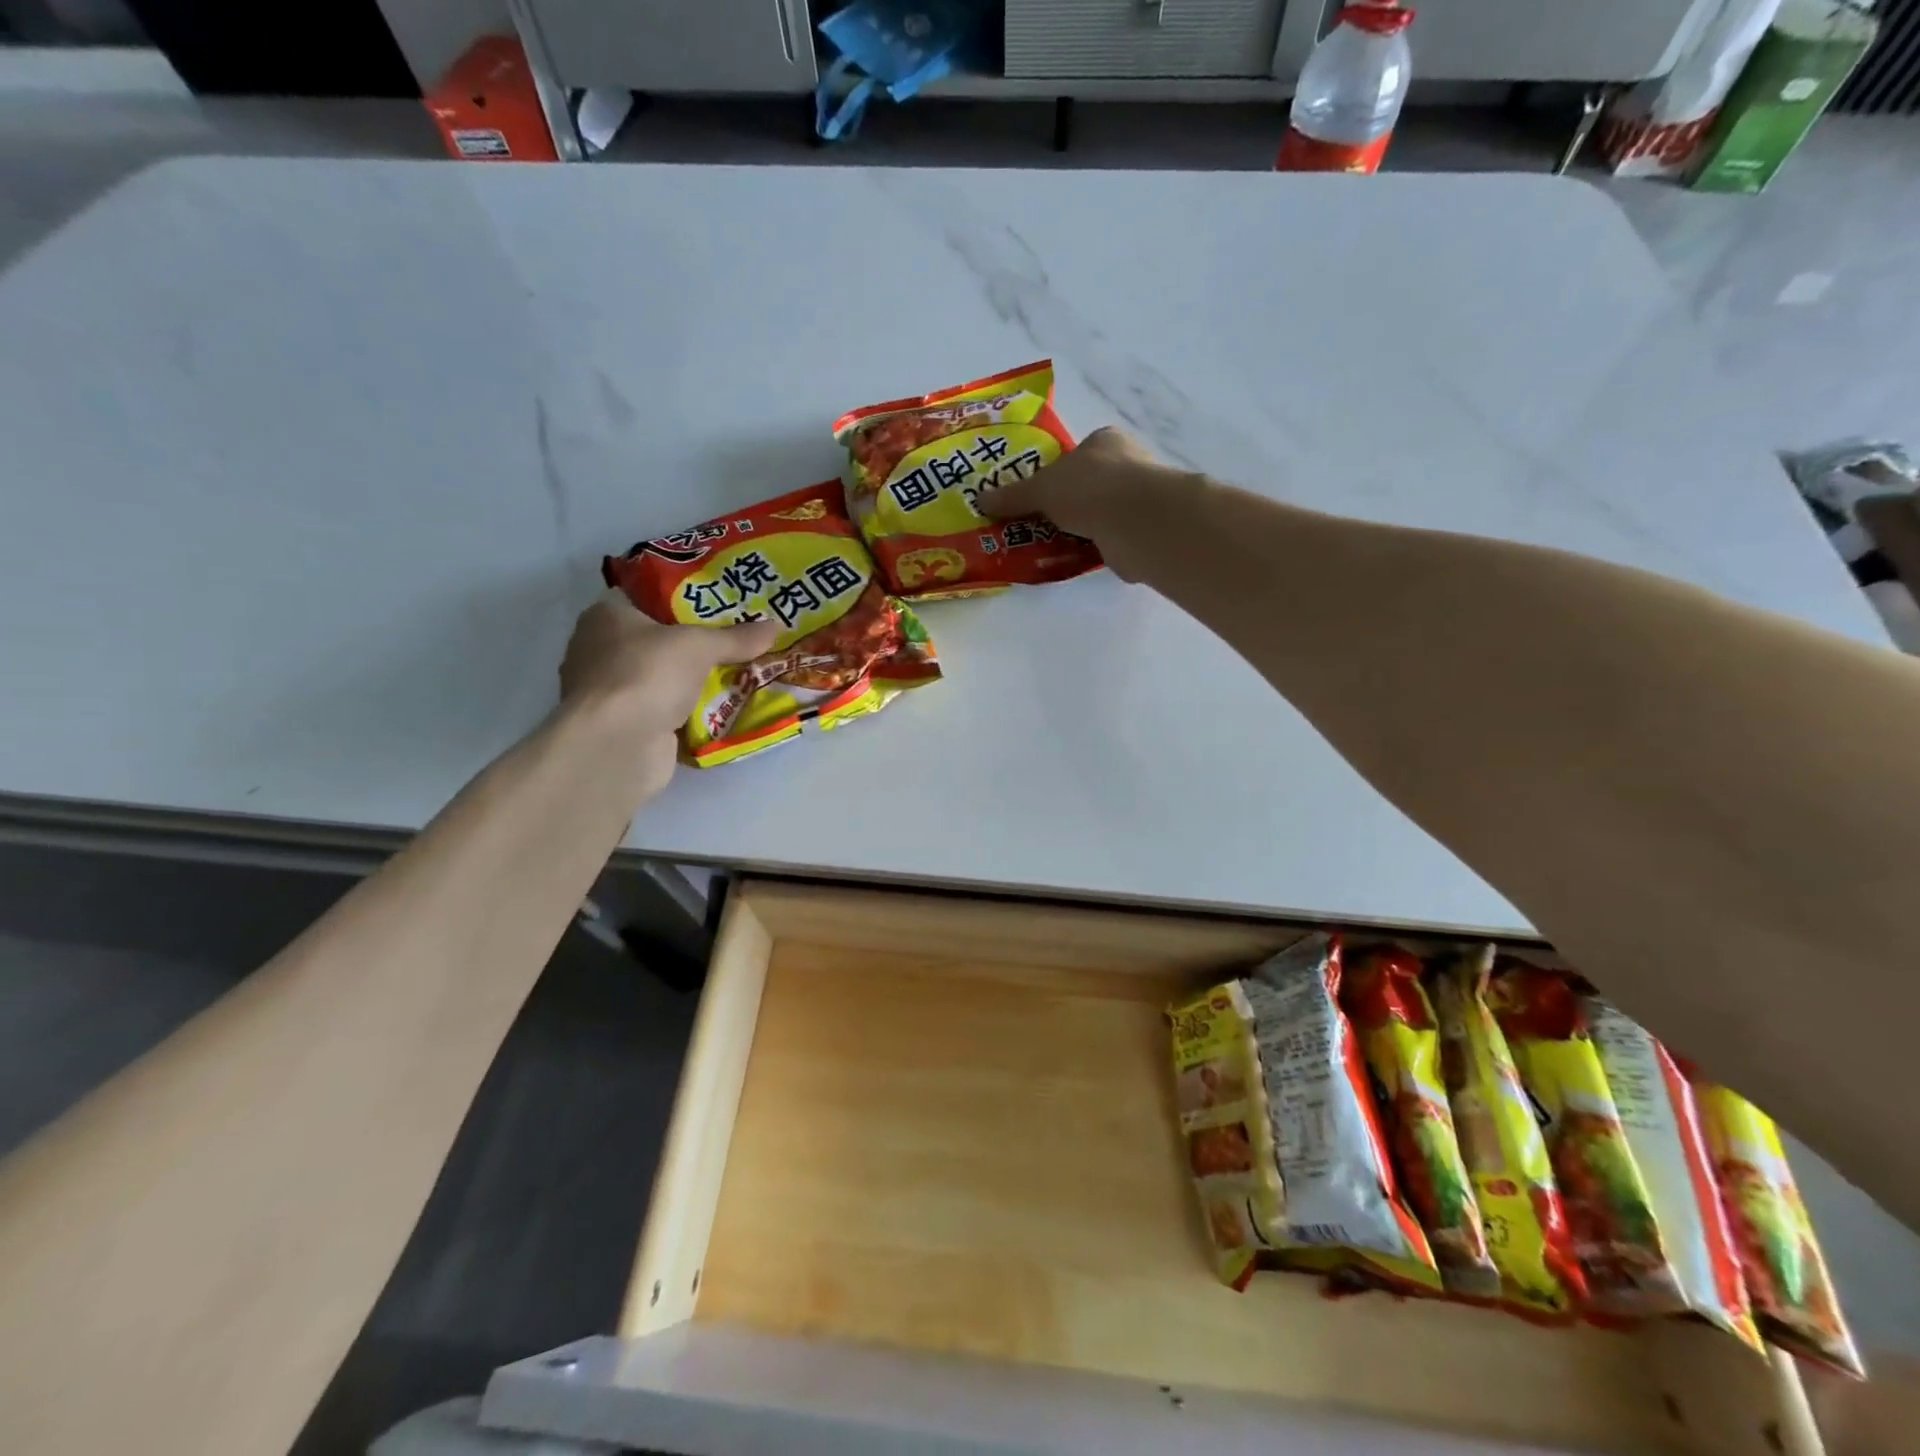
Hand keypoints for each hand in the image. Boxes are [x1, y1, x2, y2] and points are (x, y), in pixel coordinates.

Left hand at [559, 591, 777, 793]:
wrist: (617, 744)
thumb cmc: (647, 674)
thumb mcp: (700, 645)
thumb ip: (736, 637)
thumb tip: (776, 626)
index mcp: (606, 616)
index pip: (644, 597)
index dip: (681, 599)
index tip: (718, 604)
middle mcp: (600, 650)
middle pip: (657, 640)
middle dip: (693, 644)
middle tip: (737, 639)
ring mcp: (611, 692)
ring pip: (662, 678)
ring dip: (692, 681)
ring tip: (738, 673)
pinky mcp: (624, 726)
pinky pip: (664, 710)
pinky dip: (688, 712)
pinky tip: (720, 709)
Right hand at [980, 426, 1191, 580]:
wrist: (1135, 522)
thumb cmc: (1088, 488)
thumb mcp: (1040, 488)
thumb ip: (1012, 496)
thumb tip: (979, 500)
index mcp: (1105, 442)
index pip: (1077, 454)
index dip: (1055, 473)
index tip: (1037, 496)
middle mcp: (1127, 465)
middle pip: (1088, 485)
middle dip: (1067, 504)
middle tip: (1038, 524)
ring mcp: (1138, 500)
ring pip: (1101, 513)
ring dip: (1081, 529)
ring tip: (1052, 545)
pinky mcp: (1142, 532)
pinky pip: (1110, 540)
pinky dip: (1095, 549)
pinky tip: (1075, 560)